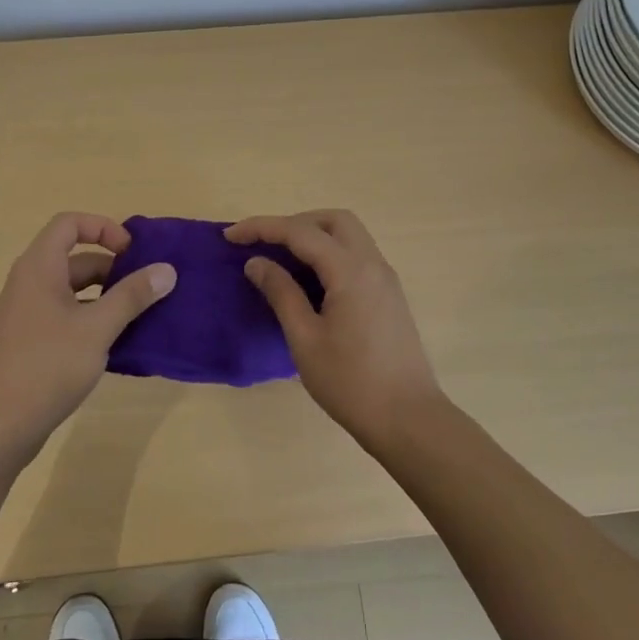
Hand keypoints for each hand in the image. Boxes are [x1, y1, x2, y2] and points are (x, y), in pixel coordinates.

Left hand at [0, 213, 175, 466]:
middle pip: (76, 259)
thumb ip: (132, 296)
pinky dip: (93, 322)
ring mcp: (28, 315)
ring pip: (74, 292)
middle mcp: (30, 283)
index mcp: (40, 267)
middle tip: (148, 289)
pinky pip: (67, 318)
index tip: (133, 252)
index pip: (70, 223)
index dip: (103, 228)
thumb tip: (167, 269)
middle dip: (114, 269)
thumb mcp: (97, 329)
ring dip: (107, 298)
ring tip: (141, 317)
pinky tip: (118, 346)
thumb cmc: (45, 367)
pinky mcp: (31, 343)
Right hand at [224, 210, 444, 446]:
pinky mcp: (389, 295)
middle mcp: (372, 264)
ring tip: (282, 258)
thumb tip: (257, 263)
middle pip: (333, 220)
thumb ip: (281, 294)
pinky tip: (310, 280)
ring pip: (349, 234)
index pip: (300, 232)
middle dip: (294, 222)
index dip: (262, 228)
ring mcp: (386, 279)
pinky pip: (357, 255)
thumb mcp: (305, 339)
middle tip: (264, 243)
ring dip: (314, 235)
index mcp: (350, 271)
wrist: (408, 419)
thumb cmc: (351, 383)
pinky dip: (330, 253)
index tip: (230, 237)